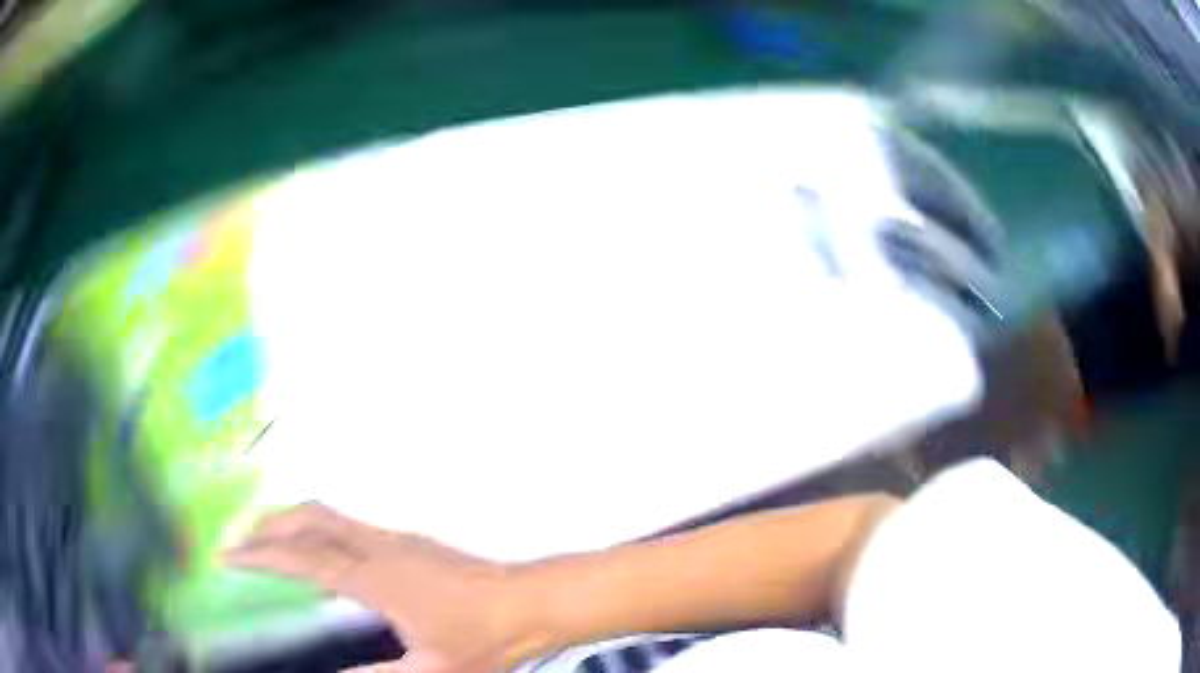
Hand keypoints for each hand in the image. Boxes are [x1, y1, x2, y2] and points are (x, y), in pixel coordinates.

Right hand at [224, 504, 540, 671]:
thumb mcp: (432, 671)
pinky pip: (346, 524)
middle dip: (267, 524)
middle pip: (309, 517)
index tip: (227, 556)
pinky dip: (315, 528)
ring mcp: (395, 537)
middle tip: (239, 543)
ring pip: (327, 514)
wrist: (532, 602)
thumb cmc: (485, 640)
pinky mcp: (408, 539)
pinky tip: (314, 554)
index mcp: (377, 580)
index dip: (260, 555)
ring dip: (290, 521)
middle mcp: (379, 547)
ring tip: (266, 543)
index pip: (303, 558)